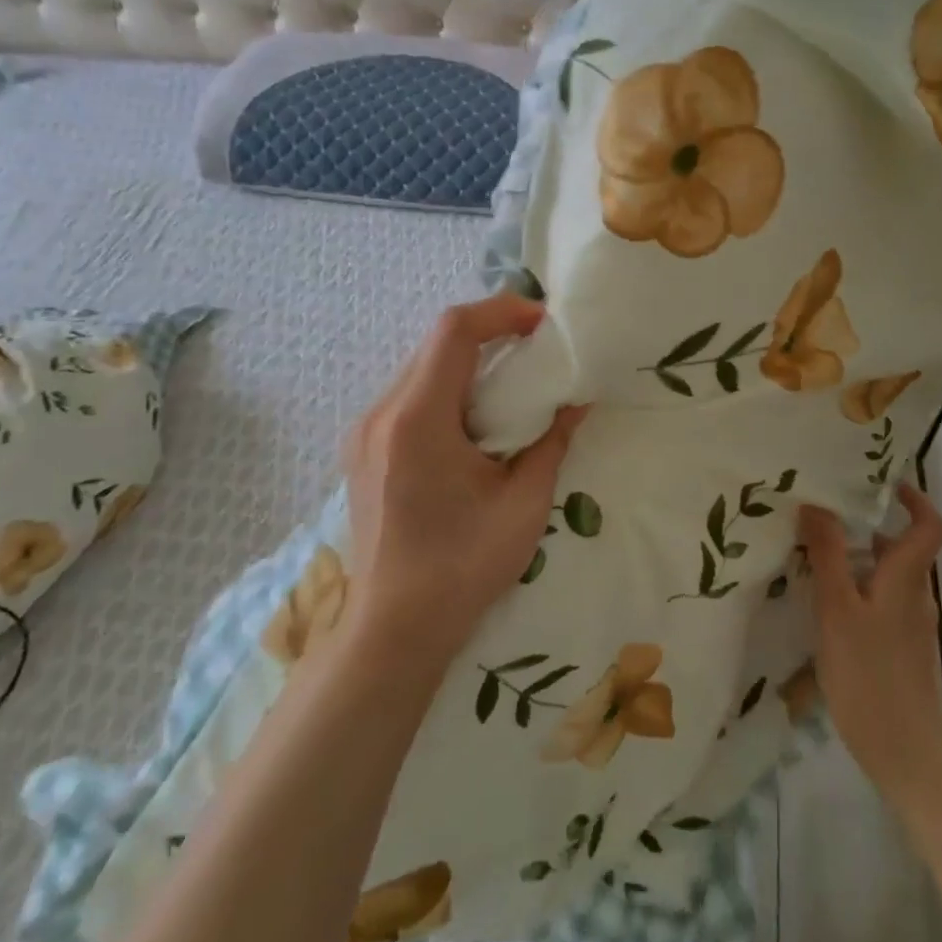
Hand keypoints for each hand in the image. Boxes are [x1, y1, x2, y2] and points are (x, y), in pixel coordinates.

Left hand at [340, 294, 586, 672]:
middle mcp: (382, 414)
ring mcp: (364, 431)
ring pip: (421, 367)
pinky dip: (448, 388)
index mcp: (418, 421)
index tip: (542, 323)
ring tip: (512, 381)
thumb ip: (552, 442)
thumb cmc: (463, 568)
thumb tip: (577, 402)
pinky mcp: (363, 449)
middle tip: (536, 349)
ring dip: (468, 361)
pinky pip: (409, 396)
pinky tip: (476, 419)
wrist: (394, 629)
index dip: (501, 311)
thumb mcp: (524, 504)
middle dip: (490, 333)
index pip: (454, 332)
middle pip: (436, 344)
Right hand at [800, 483, 941, 802]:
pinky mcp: (902, 653)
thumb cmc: (868, 673)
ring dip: (857, 563)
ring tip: (813, 563)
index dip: (915, 500)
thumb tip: (817, 504)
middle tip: (822, 523)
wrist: (905, 754)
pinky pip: (882, 606)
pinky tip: (826, 610)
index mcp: (907, 580)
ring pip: (888, 580)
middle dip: (866, 531)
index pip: (930, 527)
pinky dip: (858, 594)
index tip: (883, 484)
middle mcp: (916, 598)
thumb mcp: (837, 608)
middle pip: (901, 551)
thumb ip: (828, 555)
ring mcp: (912, 628)